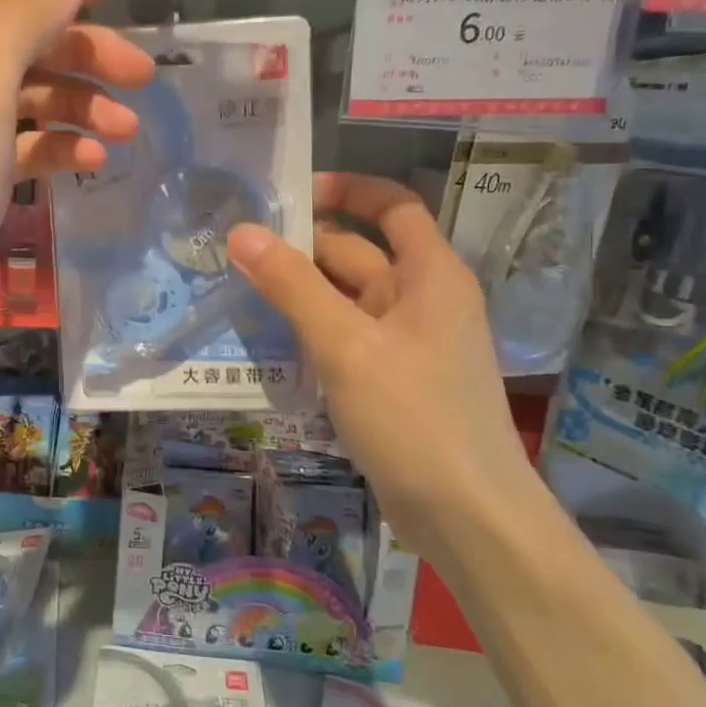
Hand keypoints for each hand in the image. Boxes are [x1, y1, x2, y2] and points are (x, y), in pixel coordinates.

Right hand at [227, 174, 543, 556]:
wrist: (468, 517)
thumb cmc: (414, 418)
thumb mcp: (346, 345)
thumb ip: (292, 285)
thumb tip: (241, 231)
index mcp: (430, 275)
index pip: (392, 205)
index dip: (346, 189)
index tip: (289, 192)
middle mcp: (422, 299)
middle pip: (359, 252)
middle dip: (303, 246)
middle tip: (237, 247)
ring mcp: (408, 342)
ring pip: (346, 298)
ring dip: (301, 291)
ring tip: (239, 286)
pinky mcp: (392, 379)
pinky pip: (346, 336)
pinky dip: (312, 329)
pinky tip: (270, 338)